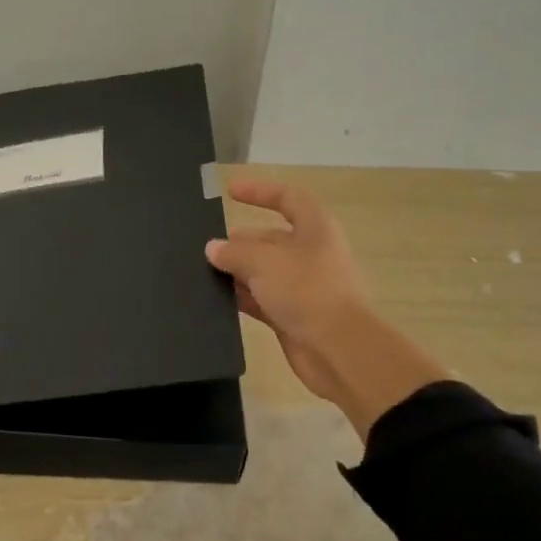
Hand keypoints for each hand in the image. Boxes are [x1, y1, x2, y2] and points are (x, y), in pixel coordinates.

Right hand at [207, 179, 446, 439]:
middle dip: (240, 241)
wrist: (339, 349)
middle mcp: (311, 253)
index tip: (229, 191)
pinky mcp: (293, 316)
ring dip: (237, 272)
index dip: (260, 191)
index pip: (287, 198)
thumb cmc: (306, 290)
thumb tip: (213, 248)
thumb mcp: (263, 262)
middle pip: (271, 238)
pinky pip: (262, 300)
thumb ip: (234, 252)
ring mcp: (303, 287)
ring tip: (202, 273)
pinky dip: (242, 298)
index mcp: (315, 228)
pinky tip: (216, 299)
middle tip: (205, 248)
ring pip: (264, 271)